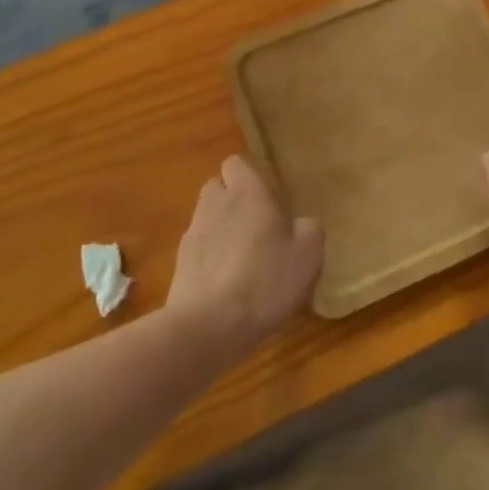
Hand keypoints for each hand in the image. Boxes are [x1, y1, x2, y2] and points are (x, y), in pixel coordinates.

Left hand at [167, 156, 323, 358]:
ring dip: (221, 231)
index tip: (269, 201)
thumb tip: (301, 225)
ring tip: (243, 262)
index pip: (237, 163)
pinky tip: (227, 287)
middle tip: (258, 229)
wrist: (208, 326)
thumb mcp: (308, 255)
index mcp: (247, 191)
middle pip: (218, 188)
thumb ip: (309, 230)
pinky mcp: (179, 264)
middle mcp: (215, 203)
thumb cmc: (265, 280)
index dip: (251, 178)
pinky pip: (199, 250)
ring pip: (207, 219)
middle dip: (233, 202)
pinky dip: (211, 260)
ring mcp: (192, 233)